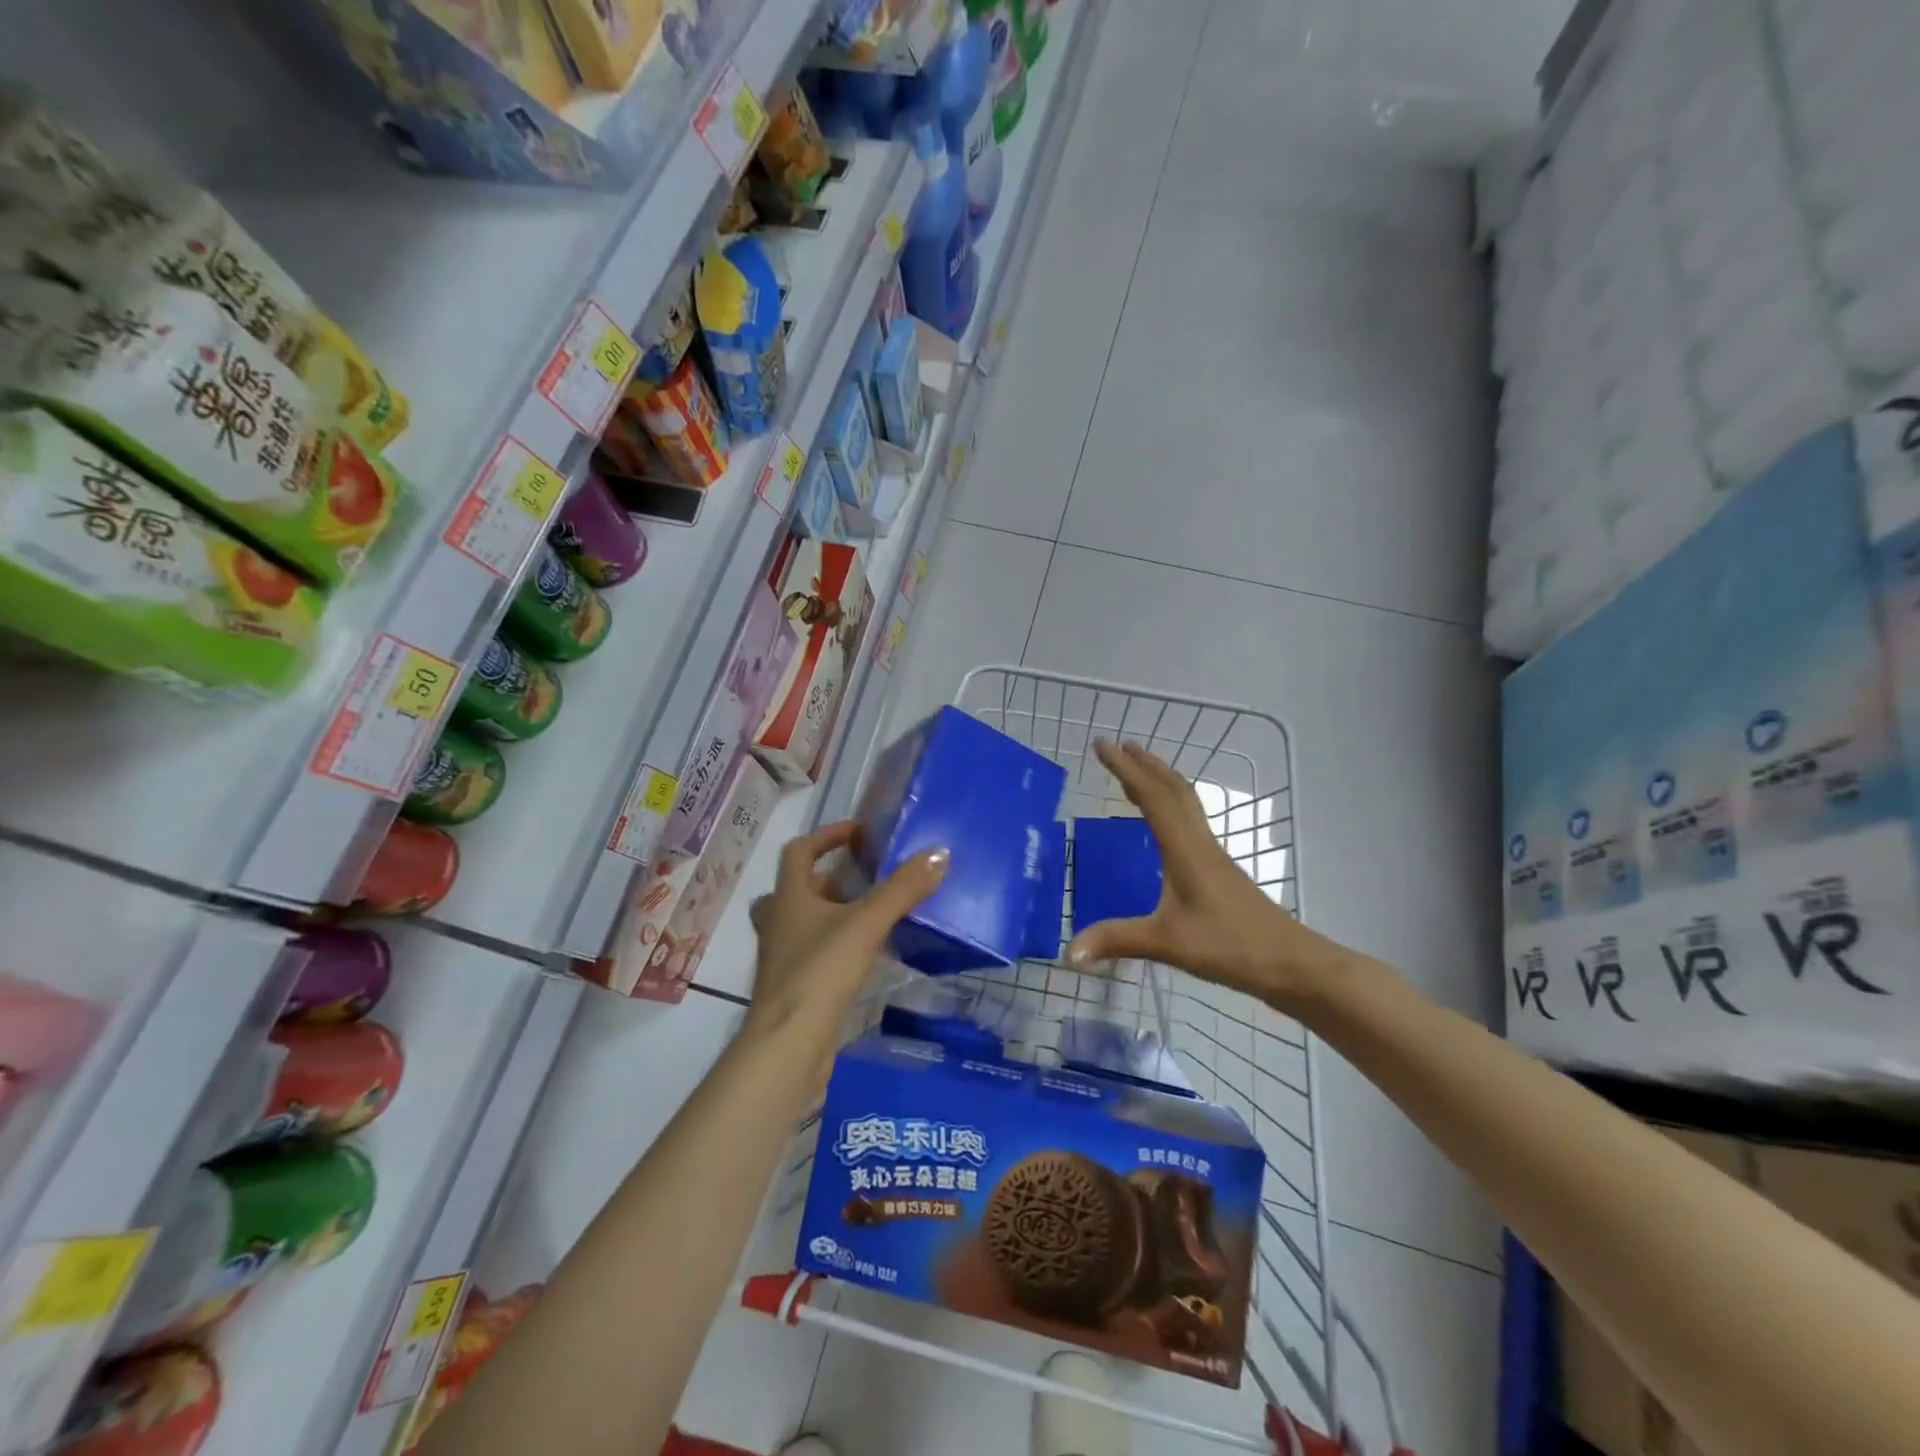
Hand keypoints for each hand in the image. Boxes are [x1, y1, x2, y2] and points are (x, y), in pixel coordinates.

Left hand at [745, 821, 946, 1084]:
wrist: (788, 1046)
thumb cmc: (820, 973)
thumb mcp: (867, 924)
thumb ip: (902, 889)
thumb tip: (939, 853)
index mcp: (788, 898)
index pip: (799, 851)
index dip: (827, 836)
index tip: (860, 833)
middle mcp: (777, 922)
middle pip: (796, 888)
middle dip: (828, 879)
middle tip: (863, 879)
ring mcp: (780, 957)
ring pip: (801, 923)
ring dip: (830, 913)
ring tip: (869, 916)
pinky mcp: (791, 987)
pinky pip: (811, 953)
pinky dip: (833, 946)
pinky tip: (863, 957)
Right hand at [1064, 740, 1350, 1012]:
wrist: (1290, 963)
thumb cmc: (1230, 946)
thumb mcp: (1167, 943)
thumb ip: (1117, 940)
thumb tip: (1070, 952)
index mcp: (1185, 849)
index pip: (1152, 796)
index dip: (1125, 769)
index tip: (1102, 744)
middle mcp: (1200, 842)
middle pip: (1173, 789)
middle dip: (1145, 764)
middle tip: (1118, 745)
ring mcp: (1213, 855)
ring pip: (1186, 802)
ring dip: (1160, 779)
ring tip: (1139, 770)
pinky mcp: (1220, 869)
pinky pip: (1190, 821)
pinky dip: (1171, 804)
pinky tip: (1165, 822)